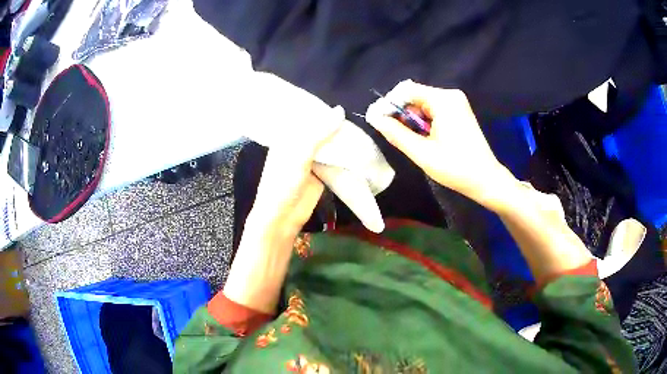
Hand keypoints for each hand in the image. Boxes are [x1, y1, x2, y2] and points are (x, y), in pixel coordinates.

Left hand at [224, 105, 342, 313]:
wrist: (283, 216)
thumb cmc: (283, 182)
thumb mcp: (299, 154)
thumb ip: (319, 133)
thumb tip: (340, 110)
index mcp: (287, 136)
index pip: (304, 115)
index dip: (319, 105)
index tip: (337, 94)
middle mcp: (299, 144)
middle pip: (319, 128)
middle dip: (334, 121)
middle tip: (356, 108)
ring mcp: (311, 159)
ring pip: (329, 143)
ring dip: (342, 137)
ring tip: (361, 122)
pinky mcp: (322, 172)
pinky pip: (336, 159)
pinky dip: (346, 153)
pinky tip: (360, 144)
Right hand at [365, 80, 516, 211]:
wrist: (486, 180)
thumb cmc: (456, 168)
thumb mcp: (422, 153)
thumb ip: (396, 133)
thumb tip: (374, 118)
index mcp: (443, 100)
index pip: (406, 90)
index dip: (389, 104)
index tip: (380, 123)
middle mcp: (451, 95)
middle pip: (415, 96)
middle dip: (402, 115)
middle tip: (397, 137)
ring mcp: (457, 103)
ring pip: (423, 104)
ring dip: (413, 121)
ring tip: (414, 142)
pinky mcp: (459, 111)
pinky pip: (434, 110)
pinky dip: (425, 122)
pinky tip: (426, 139)